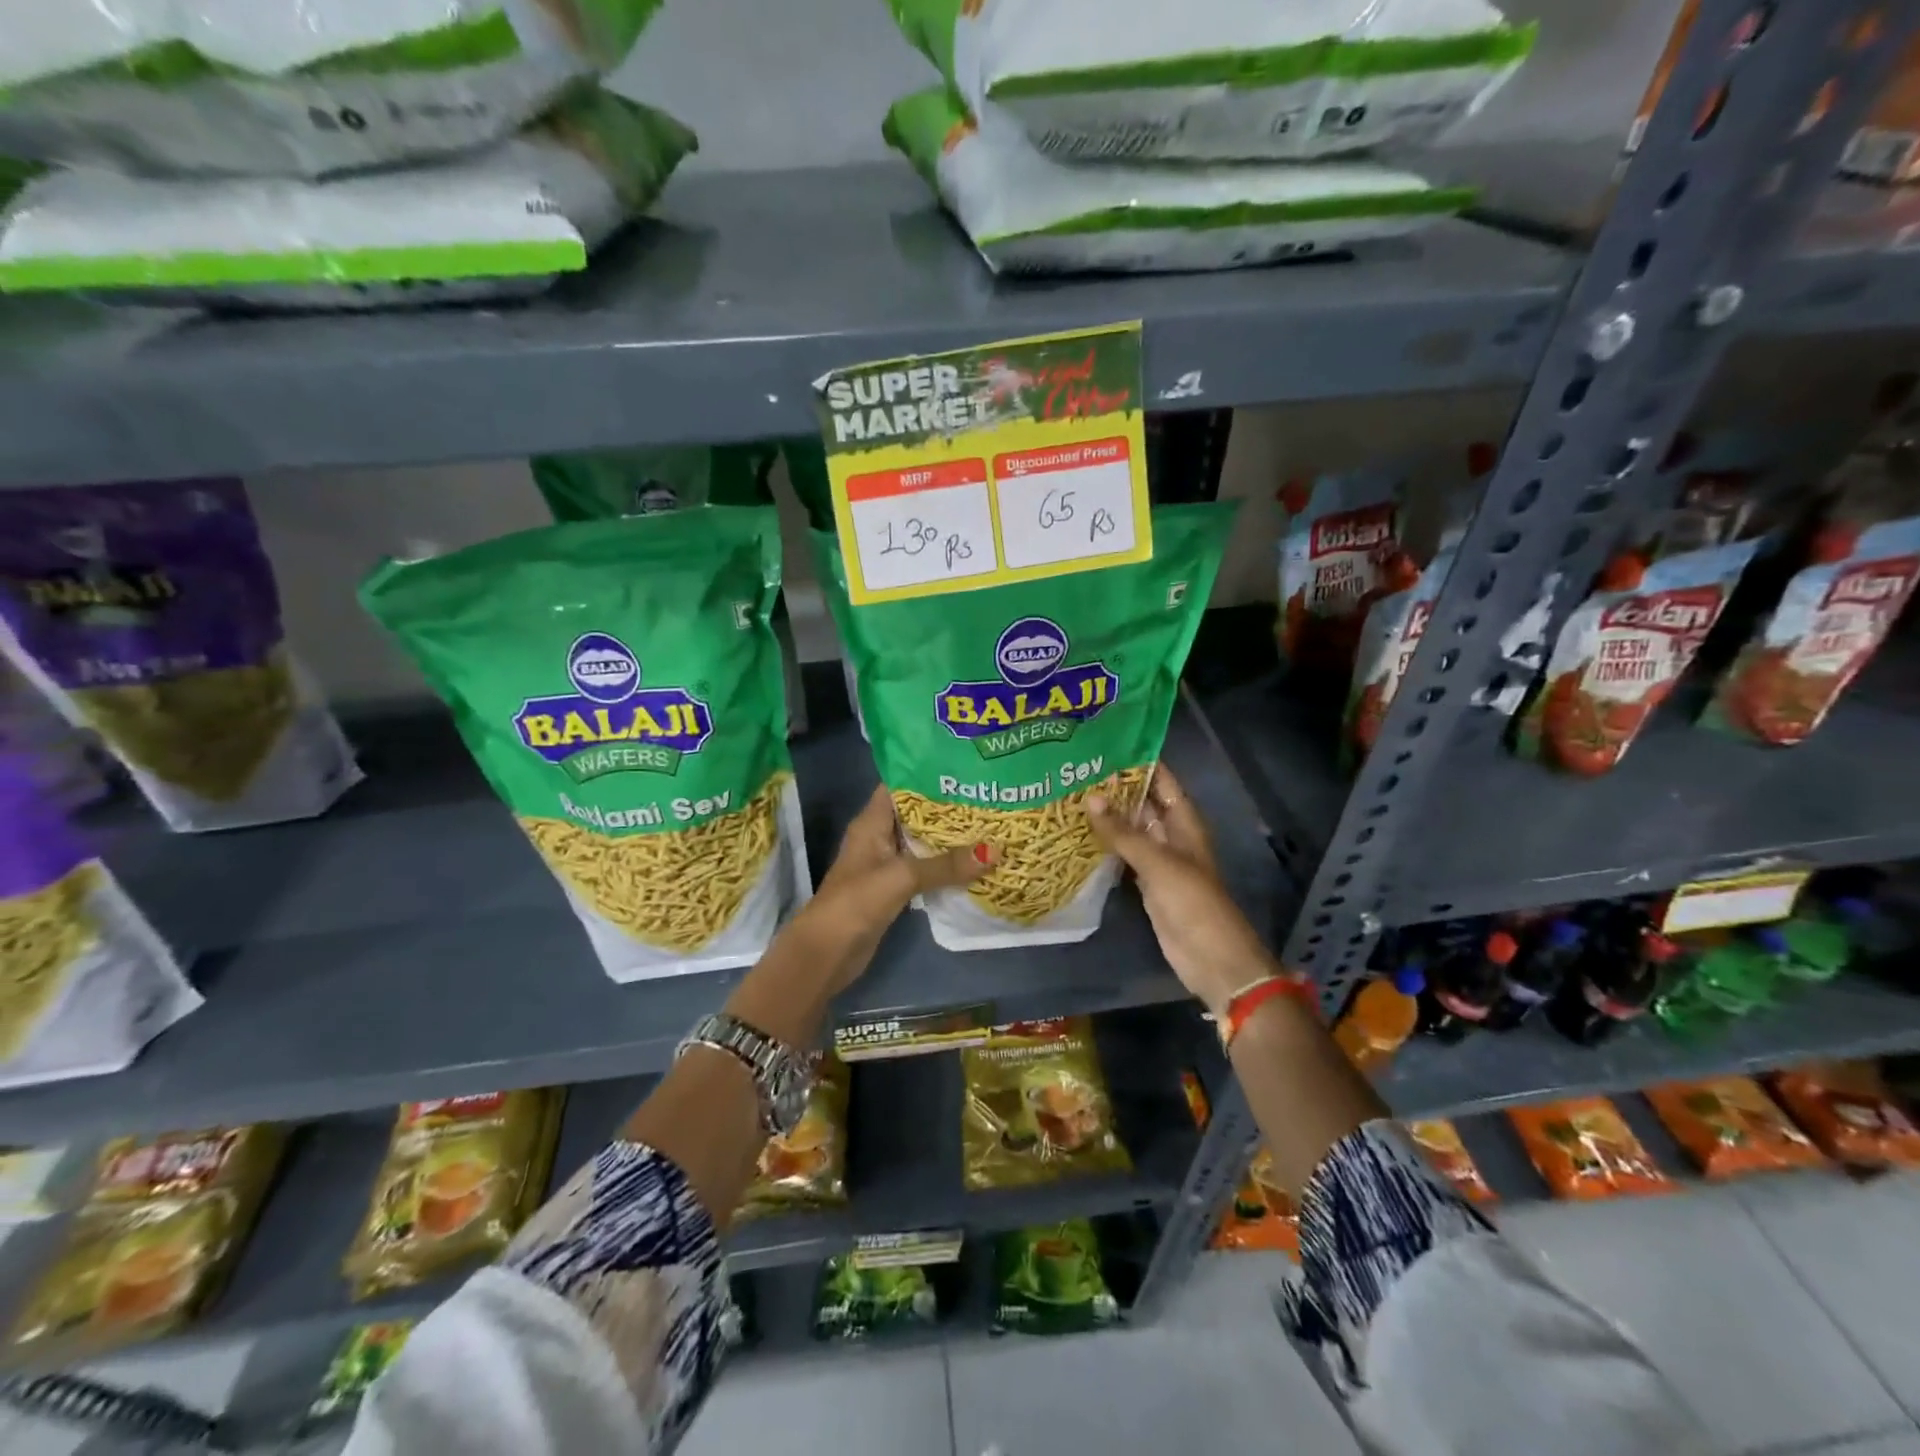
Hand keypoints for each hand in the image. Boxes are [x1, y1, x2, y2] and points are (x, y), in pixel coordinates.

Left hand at [807, 785, 998, 989]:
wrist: (827, 953)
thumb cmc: (856, 902)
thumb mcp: (902, 877)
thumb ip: (946, 864)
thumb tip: (996, 851)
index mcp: (872, 822)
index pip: (900, 785)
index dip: (929, 773)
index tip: (964, 768)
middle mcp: (878, 837)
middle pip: (916, 813)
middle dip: (949, 806)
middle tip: (988, 795)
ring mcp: (886, 864)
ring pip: (923, 842)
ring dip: (950, 838)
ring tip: (990, 823)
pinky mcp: (894, 889)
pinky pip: (925, 869)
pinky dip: (946, 865)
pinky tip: (975, 862)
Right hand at [1087, 766, 1280, 1016]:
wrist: (1211, 957)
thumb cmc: (1192, 902)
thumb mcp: (1158, 862)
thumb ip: (1123, 832)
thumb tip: (1090, 796)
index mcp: (1184, 822)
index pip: (1162, 780)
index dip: (1139, 761)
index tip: (1105, 743)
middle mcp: (1172, 835)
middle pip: (1143, 802)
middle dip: (1116, 787)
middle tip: (1076, 767)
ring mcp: (1159, 859)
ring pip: (1132, 828)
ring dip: (1108, 815)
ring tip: (1070, 792)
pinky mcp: (1146, 882)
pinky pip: (1124, 854)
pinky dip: (1106, 844)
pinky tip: (1079, 833)